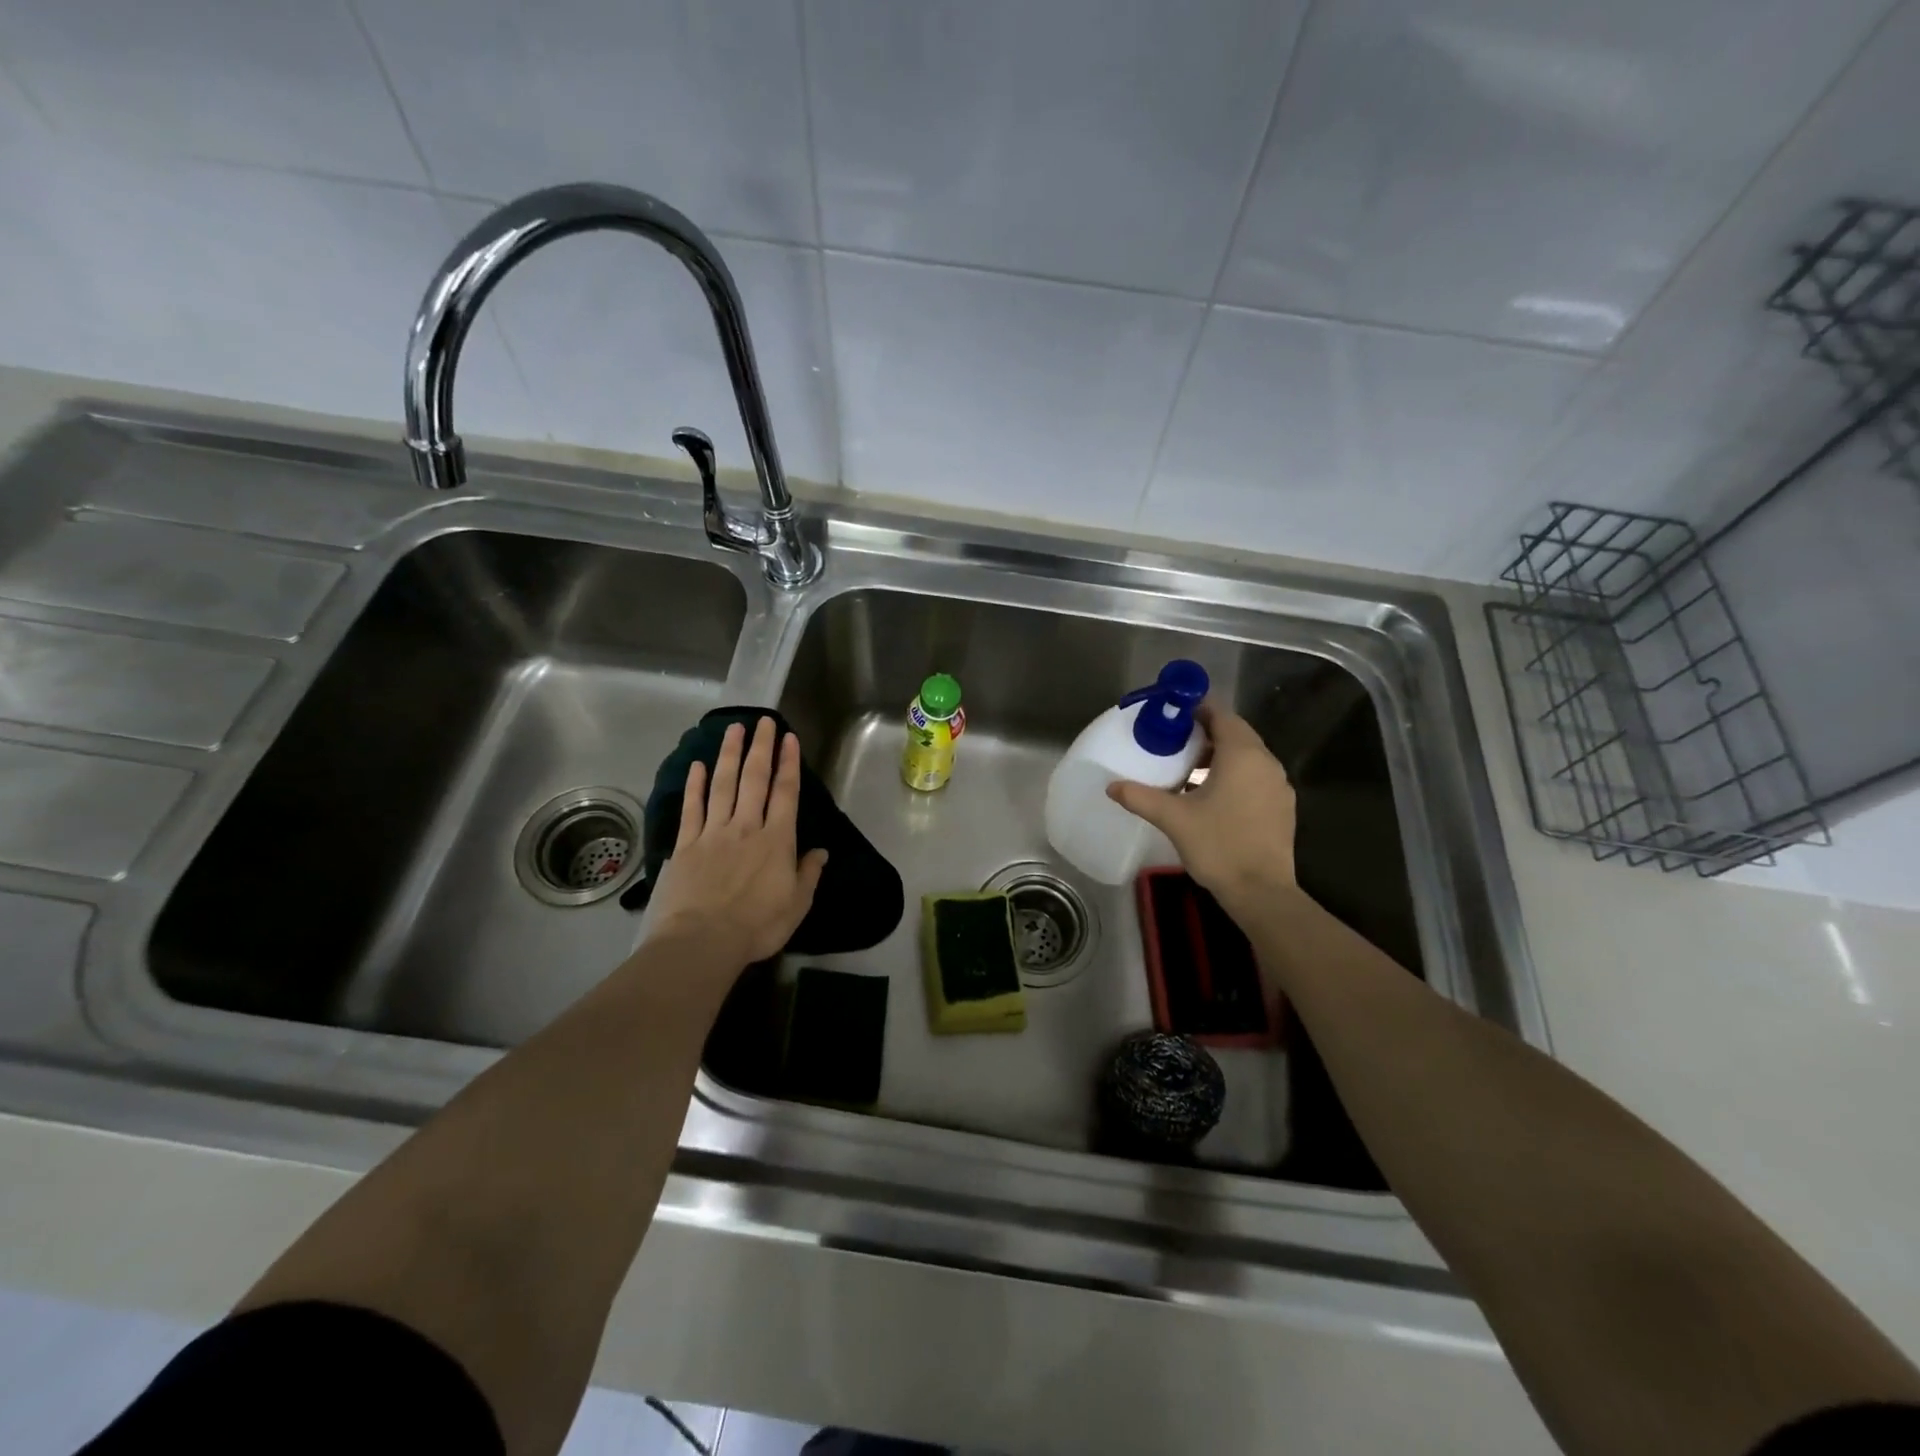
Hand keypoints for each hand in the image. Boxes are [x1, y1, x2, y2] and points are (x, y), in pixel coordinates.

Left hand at [645, 717, 828, 972]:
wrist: (702, 941)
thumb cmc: (757, 926)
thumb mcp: (796, 904)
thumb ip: (808, 874)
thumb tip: (821, 852)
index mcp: (777, 840)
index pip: (785, 792)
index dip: (789, 763)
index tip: (789, 738)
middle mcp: (746, 827)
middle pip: (754, 779)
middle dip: (760, 747)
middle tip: (762, 721)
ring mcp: (713, 832)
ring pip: (722, 785)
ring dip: (729, 754)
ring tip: (733, 729)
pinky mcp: (686, 845)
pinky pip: (692, 808)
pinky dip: (695, 785)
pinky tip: (697, 766)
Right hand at [1107, 701, 1296, 921]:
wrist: (1261, 892)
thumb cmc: (1218, 846)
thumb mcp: (1173, 818)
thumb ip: (1141, 797)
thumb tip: (1111, 786)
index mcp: (1243, 755)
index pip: (1222, 715)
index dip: (1197, 710)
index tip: (1172, 716)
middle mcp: (1266, 762)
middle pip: (1236, 734)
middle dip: (1206, 733)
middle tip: (1174, 741)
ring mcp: (1278, 785)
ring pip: (1247, 756)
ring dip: (1220, 756)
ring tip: (1188, 769)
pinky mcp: (1282, 807)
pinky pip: (1256, 777)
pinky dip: (1235, 775)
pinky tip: (1212, 796)